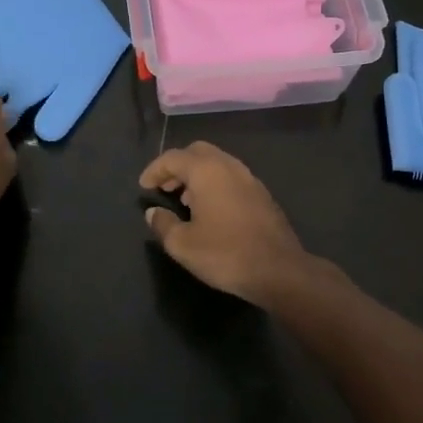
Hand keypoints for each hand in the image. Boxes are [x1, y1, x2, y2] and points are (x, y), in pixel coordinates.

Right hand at [139, 142, 318, 305]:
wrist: (278, 270)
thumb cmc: (225, 254)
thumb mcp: (182, 245)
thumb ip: (163, 224)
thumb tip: (153, 213)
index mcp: (207, 171)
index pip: (173, 157)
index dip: (154, 170)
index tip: (144, 187)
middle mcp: (229, 166)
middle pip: (197, 152)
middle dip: (177, 166)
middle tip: (164, 188)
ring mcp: (250, 178)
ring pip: (217, 163)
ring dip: (197, 175)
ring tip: (184, 200)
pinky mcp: (262, 194)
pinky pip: (231, 177)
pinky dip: (215, 184)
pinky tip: (210, 210)